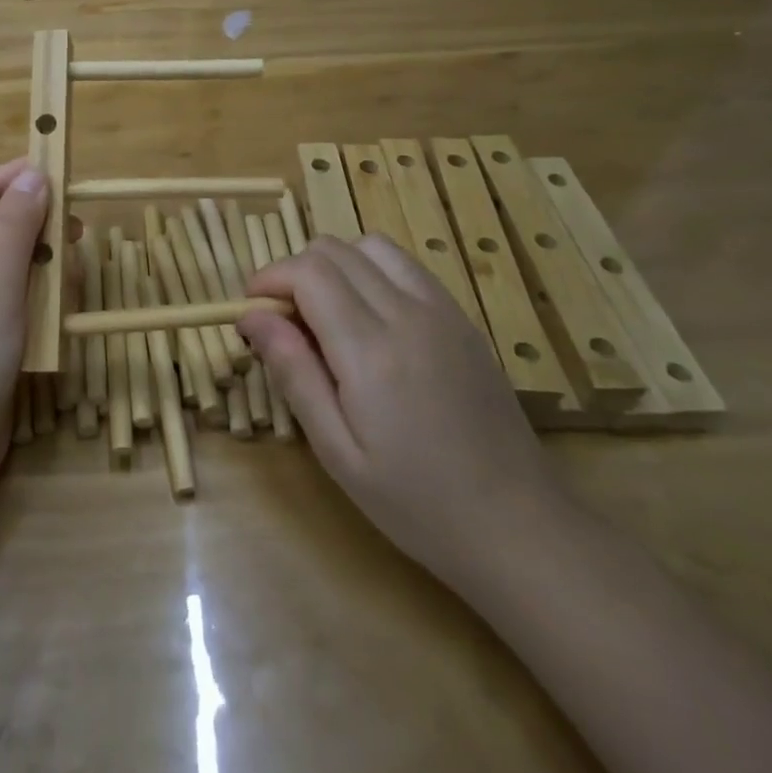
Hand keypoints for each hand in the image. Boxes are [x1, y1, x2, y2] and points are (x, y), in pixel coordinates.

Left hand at [0, 159, 48, 483]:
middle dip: (35, 220)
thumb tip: (34, 176)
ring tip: (71, 267)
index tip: (60, 169)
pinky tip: (59, 304)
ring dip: (41, 259)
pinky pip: (14, 295)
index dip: (16, 176)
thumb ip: (14, 227)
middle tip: (77, 225)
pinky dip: (37, 292)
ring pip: (10, 261)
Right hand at [240, 235, 561, 586]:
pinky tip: (370, 319)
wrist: (519, 527)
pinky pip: (406, 266)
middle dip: (294, 272)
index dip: (269, 278)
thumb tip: (252, 316)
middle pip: (334, 249)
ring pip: (371, 246)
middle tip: (284, 322)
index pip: (308, 272)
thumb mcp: (337, 452)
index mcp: (371, 350)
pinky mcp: (463, 318)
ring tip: (325, 314)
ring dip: (334, 266)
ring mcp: (442, 311)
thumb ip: (294, 373)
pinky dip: (372, 272)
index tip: (252, 311)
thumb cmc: (417, 503)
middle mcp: (408, 314)